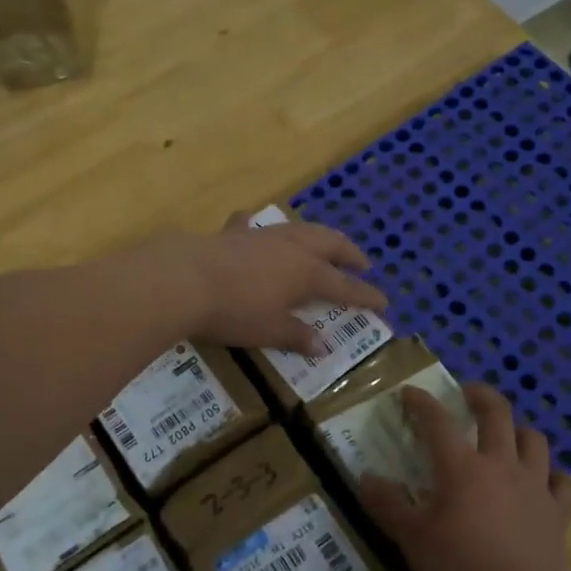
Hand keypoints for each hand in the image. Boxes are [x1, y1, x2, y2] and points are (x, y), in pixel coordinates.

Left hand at [142, 214, 387, 354]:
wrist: (185, 279)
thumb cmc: (234, 311)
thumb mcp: (269, 330)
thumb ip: (297, 335)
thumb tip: (322, 345)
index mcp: (307, 273)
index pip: (345, 286)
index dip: (365, 295)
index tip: (384, 302)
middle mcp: (291, 248)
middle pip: (330, 245)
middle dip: (349, 253)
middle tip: (362, 263)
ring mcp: (263, 236)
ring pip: (300, 229)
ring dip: (318, 235)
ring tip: (325, 242)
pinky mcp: (234, 233)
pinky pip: (253, 225)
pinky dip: (261, 227)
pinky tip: (255, 225)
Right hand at [361, 384, 570, 570]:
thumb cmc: (461, 570)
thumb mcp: (412, 539)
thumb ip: (387, 505)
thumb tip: (367, 478)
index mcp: (461, 467)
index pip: (437, 420)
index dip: (421, 402)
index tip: (409, 393)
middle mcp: (501, 464)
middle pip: (497, 413)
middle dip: (480, 395)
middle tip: (466, 393)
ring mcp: (535, 486)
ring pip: (534, 439)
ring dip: (518, 431)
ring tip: (505, 436)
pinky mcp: (558, 512)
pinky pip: (562, 482)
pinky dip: (552, 476)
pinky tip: (542, 483)